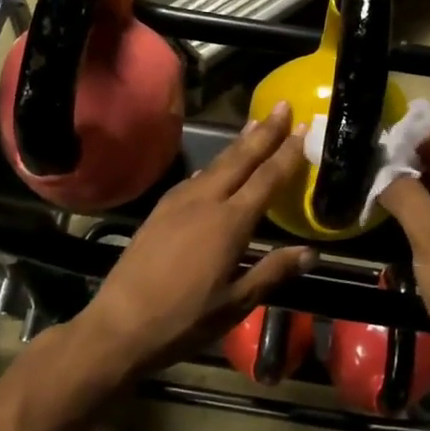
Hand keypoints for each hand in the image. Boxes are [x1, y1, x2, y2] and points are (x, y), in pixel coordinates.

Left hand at [75, 102, 313, 374]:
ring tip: (255, 126)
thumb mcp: (236, 303)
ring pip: (215, 164)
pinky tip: (215, 166)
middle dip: (264, 132)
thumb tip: (310, 252)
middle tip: (282, 106)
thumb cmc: (184, 320)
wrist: (119, 324)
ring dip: (238, 144)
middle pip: (240, 159)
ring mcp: (178, 203)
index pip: (266, 179)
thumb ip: (272, 272)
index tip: (303, 129)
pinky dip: (213, 164)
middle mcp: (204, 202)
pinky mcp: (159, 210)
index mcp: (229, 223)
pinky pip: (194, 178)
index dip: (287, 154)